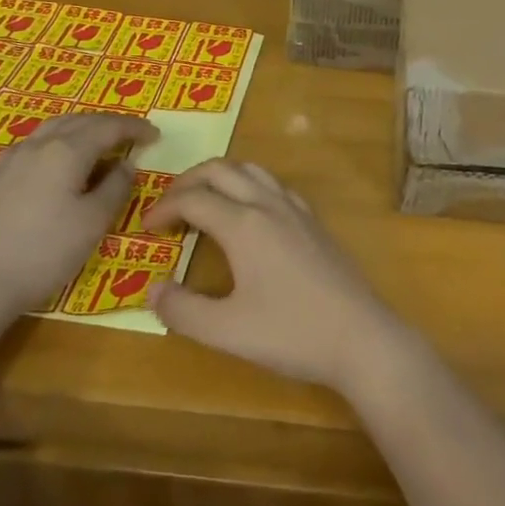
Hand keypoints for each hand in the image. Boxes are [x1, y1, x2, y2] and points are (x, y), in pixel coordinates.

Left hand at [0, 112, 157, 324]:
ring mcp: (14, 157)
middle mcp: (40, 143)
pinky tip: (60, 158)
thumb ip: (116, 187)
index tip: (156, 135)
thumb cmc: (45, 253)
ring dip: (84, 127)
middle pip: (82, 120)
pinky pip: (36, 141)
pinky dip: (59, 139)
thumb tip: (127, 164)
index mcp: (67, 150)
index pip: (109, 127)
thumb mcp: (94, 222)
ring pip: (56, 126)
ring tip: (100, 140)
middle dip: (110, 124)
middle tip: (133, 135)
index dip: (135, 128)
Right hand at [145, 160, 413, 394]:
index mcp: (244, 224)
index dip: (164, 208)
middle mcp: (268, 204)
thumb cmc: (291, 333)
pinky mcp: (313, 221)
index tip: (145, 228)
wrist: (360, 336)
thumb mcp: (226, 331)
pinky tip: (248, 212)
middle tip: (167, 205)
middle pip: (221, 170)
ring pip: (251, 170)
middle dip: (188, 180)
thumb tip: (152, 290)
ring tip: (202, 200)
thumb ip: (183, 311)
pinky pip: (273, 185)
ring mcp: (295, 209)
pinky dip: (249, 185)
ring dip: (220, 176)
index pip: (194, 199)